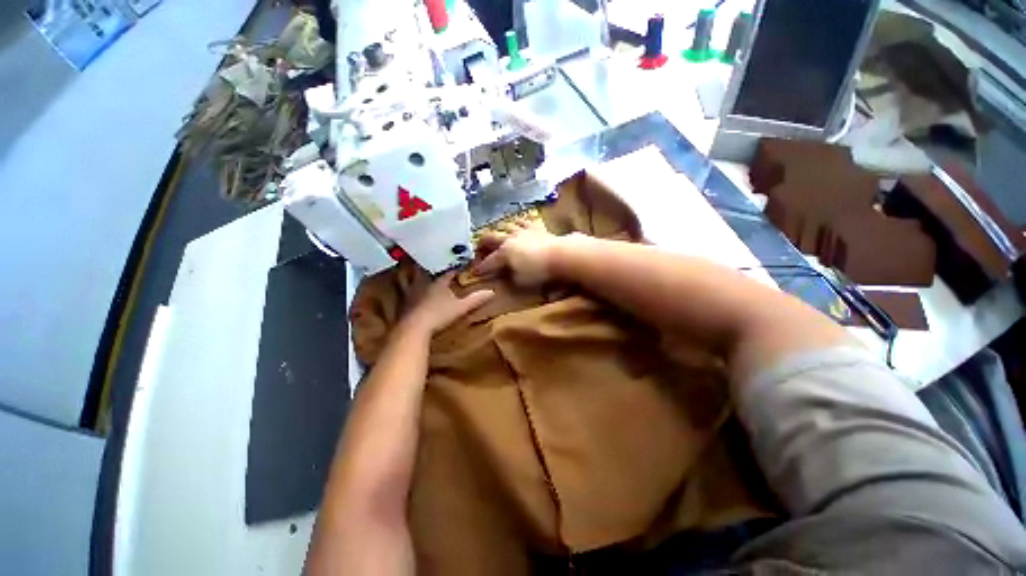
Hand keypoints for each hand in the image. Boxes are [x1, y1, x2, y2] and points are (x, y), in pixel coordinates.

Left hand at [400, 271, 494, 335]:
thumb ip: (475, 299)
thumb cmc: (438, 314)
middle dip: (435, 266)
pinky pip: (407, 288)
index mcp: (438, 281)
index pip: (448, 269)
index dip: (456, 266)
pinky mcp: (404, 301)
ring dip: (418, 273)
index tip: (462, 263)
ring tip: (422, 271)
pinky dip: (410, 286)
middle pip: (429, 269)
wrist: (414, 328)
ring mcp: (412, 291)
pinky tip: (413, 290)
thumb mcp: (460, 307)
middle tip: (439, 262)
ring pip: (413, 276)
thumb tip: (492, 292)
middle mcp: (424, 281)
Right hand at [474, 217, 565, 286]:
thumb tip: (505, 273)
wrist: (561, 255)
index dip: (480, 268)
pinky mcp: (534, 227)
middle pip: (490, 237)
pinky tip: (515, 225)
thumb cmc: (539, 271)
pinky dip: (515, 223)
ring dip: (497, 231)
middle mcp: (509, 239)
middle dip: (481, 244)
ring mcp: (522, 230)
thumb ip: (509, 277)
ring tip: (496, 236)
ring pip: (504, 226)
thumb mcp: (521, 281)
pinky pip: (521, 221)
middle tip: (479, 250)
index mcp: (503, 253)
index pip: (488, 262)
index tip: (474, 272)